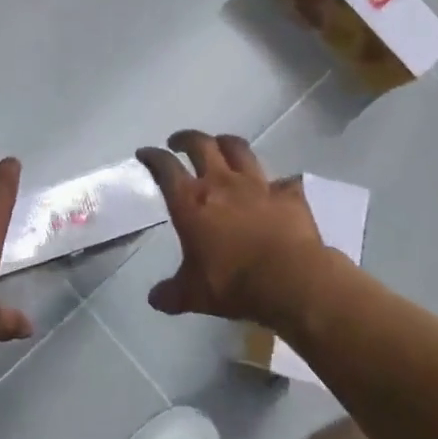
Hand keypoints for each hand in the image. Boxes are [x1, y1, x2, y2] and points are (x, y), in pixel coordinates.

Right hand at [135, 131, 326, 328]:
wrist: (292, 280)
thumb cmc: (233, 284)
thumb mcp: (194, 295)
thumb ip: (172, 293)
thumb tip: (155, 299)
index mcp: (191, 201)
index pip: (165, 167)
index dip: (153, 157)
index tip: (146, 153)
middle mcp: (221, 183)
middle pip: (201, 145)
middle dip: (186, 138)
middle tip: (179, 142)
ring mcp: (258, 185)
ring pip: (239, 149)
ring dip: (226, 144)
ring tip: (220, 146)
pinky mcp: (288, 194)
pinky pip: (282, 181)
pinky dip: (277, 183)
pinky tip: (276, 189)